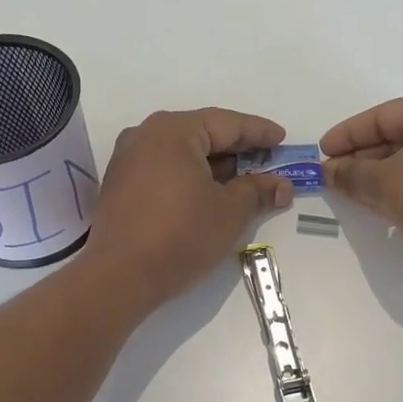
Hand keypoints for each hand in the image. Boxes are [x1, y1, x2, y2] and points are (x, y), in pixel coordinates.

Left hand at [85, 108, 293, 308]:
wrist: (120, 278)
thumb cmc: (181, 235)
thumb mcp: (230, 211)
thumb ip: (258, 191)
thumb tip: (282, 186)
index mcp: (173, 131)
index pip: (227, 124)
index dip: (259, 132)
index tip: (282, 139)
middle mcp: (146, 136)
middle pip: (202, 135)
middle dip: (238, 151)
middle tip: (269, 163)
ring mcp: (128, 161)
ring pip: (183, 155)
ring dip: (215, 168)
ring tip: (246, 183)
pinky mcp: (121, 187)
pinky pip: (165, 171)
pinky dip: (192, 179)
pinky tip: (211, 196)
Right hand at [319, 96, 402, 293]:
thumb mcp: (386, 182)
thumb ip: (352, 174)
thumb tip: (327, 171)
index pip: (383, 115)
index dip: (349, 133)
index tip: (322, 152)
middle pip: (395, 140)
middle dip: (360, 158)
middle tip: (330, 176)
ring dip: (376, 179)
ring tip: (345, 194)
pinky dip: (397, 195)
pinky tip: (375, 211)